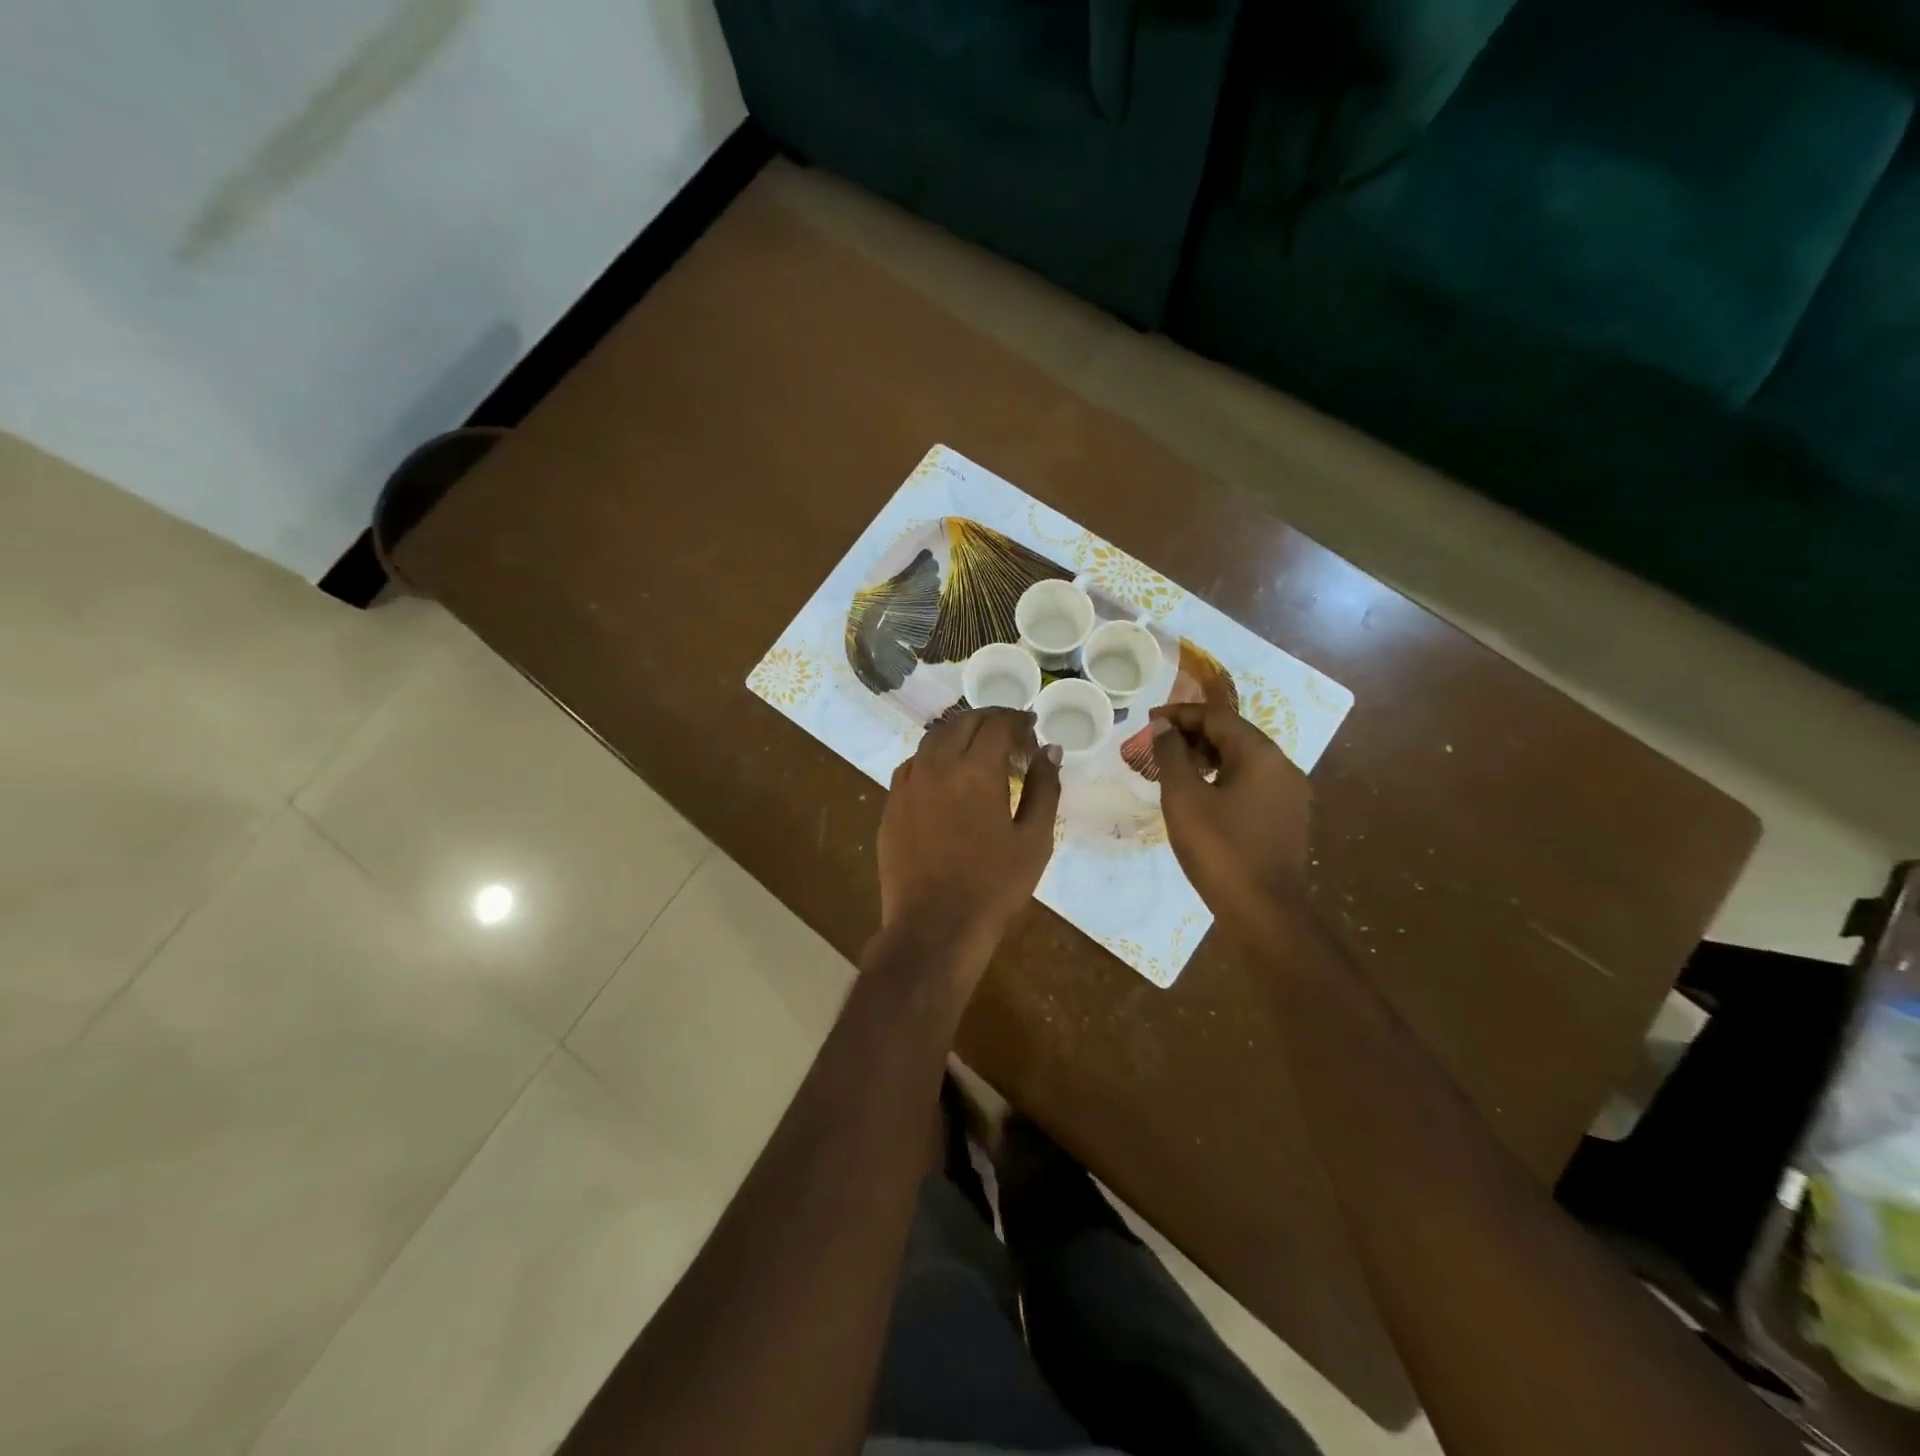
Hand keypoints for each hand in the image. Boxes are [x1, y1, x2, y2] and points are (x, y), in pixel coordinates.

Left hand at [878, 707, 1062, 979]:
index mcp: (976, 769)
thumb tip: (1050, 750)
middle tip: (1011, 735)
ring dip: (960, 734)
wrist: (934, 927)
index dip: (1018, 721)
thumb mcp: (1034, 839)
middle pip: (963, 722)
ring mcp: (908, 783)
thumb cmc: (994, 886)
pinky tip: (946, 776)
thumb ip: (1044, 787)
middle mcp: (937, 765)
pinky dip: (934, 758)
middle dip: (990, 720)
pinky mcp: (891, 804)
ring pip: (934, 739)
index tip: (1032, 730)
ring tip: (979, 750)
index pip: (998, 723)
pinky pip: (913, 764)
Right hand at [1151, 702, 1312, 945]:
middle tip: (1157, 744)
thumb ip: (1171, 755)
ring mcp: (1289, 794)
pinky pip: (1251, 783)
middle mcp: (1283, 767)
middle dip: (1193, 735)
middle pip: (1233, 736)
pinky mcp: (1286, 818)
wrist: (1264, 912)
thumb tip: (1165, 727)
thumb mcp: (1184, 798)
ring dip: (1207, 757)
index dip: (1181, 714)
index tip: (1149, 720)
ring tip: (1172, 768)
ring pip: (1243, 761)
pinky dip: (1223, 778)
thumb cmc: (1219, 849)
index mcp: (1261, 755)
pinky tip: (1199, 795)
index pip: (1218, 717)